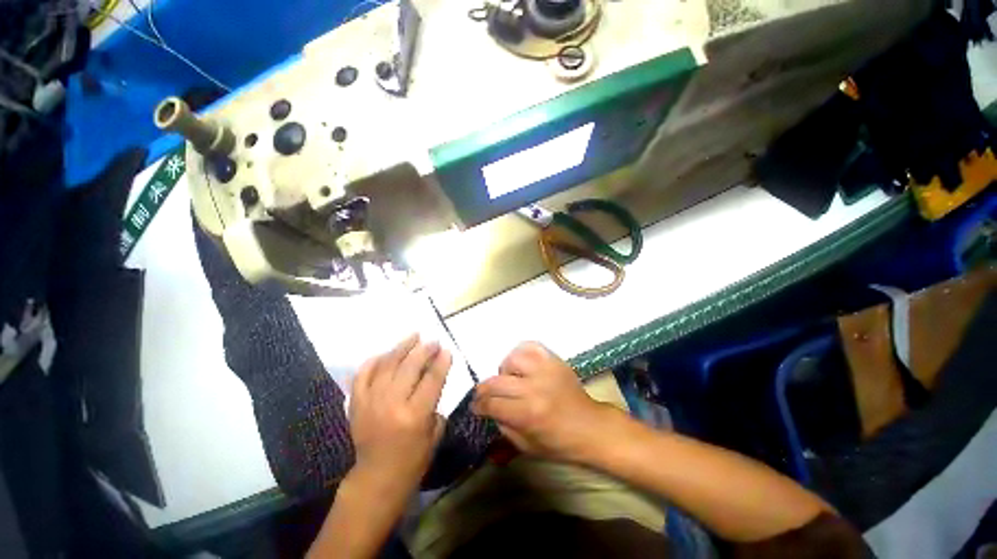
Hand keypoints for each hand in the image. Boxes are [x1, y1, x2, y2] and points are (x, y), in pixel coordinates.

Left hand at [348, 334, 450, 498]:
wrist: (376, 477)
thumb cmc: (413, 459)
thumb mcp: (435, 432)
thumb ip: (435, 403)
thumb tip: (434, 377)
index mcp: (415, 415)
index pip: (432, 379)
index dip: (441, 362)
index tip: (447, 350)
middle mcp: (392, 404)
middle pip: (410, 367)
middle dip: (425, 350)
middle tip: (433, 341)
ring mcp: (371, 402)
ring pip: (387, 365)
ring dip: (402, 347)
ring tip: (414, 336)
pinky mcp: (357, 403)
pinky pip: (363, 374)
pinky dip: (374, 361)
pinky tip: (385, 353)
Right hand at [471, 342, 615, 462]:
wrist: (590, 427)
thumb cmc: (559, 442)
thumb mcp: (527, 446)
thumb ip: (503, 427)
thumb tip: (489, 409)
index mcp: (528, 414)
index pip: (492, 404)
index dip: (479, 406)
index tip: (475, 406)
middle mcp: (534, 388)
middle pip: (497, 382)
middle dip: (484, 390)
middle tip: (484, 394)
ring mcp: (545, 370)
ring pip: (512, 359)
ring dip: (505, 370)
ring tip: (509, 379)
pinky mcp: (554, 361)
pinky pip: (531, 346)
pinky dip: (521, 353)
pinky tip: (521, 364)